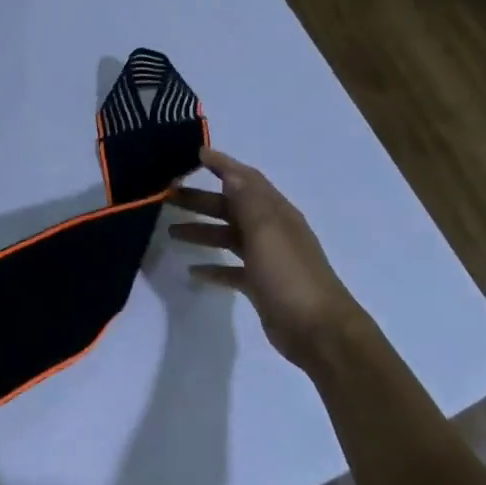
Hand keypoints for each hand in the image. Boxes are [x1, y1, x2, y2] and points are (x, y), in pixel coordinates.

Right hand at [168, 149, 358, 366]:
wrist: (317, 329)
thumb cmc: (290, 277)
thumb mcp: (267, 233)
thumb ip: (248, 201)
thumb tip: (231, 171)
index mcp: (276, 213)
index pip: (247, 180)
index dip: (223, 165)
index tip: (195, 154)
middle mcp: (272, 231)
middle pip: (232, 207)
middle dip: (202, 199)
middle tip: (168, 196)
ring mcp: (267, 259)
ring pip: (229, 237)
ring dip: (202, 231)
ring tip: (171, 231)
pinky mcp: (261, 285)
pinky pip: (232, 269)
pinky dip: (213, 267)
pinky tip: (193, 270)